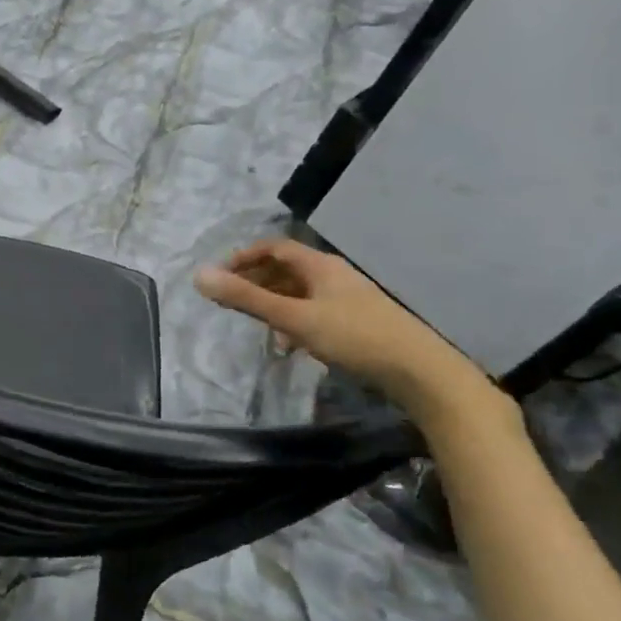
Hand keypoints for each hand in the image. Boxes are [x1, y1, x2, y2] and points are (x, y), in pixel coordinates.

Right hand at [195, 238, 504, 421]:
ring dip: (274, 302)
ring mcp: (348, 298)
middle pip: (286, 268)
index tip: (220, 276)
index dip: (244, 257)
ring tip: (256, 324)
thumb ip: (246, 298)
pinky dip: (293, 319)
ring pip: (300, 291)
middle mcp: (334, 275)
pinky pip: (314, 310)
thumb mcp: (293, 318)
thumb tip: (199, 276)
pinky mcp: (357, 321)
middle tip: (231, 299)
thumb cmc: (354, 337)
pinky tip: (290, 344)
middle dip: (255, 281)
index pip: (274, 248)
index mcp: (320, 265)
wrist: (421, 372)